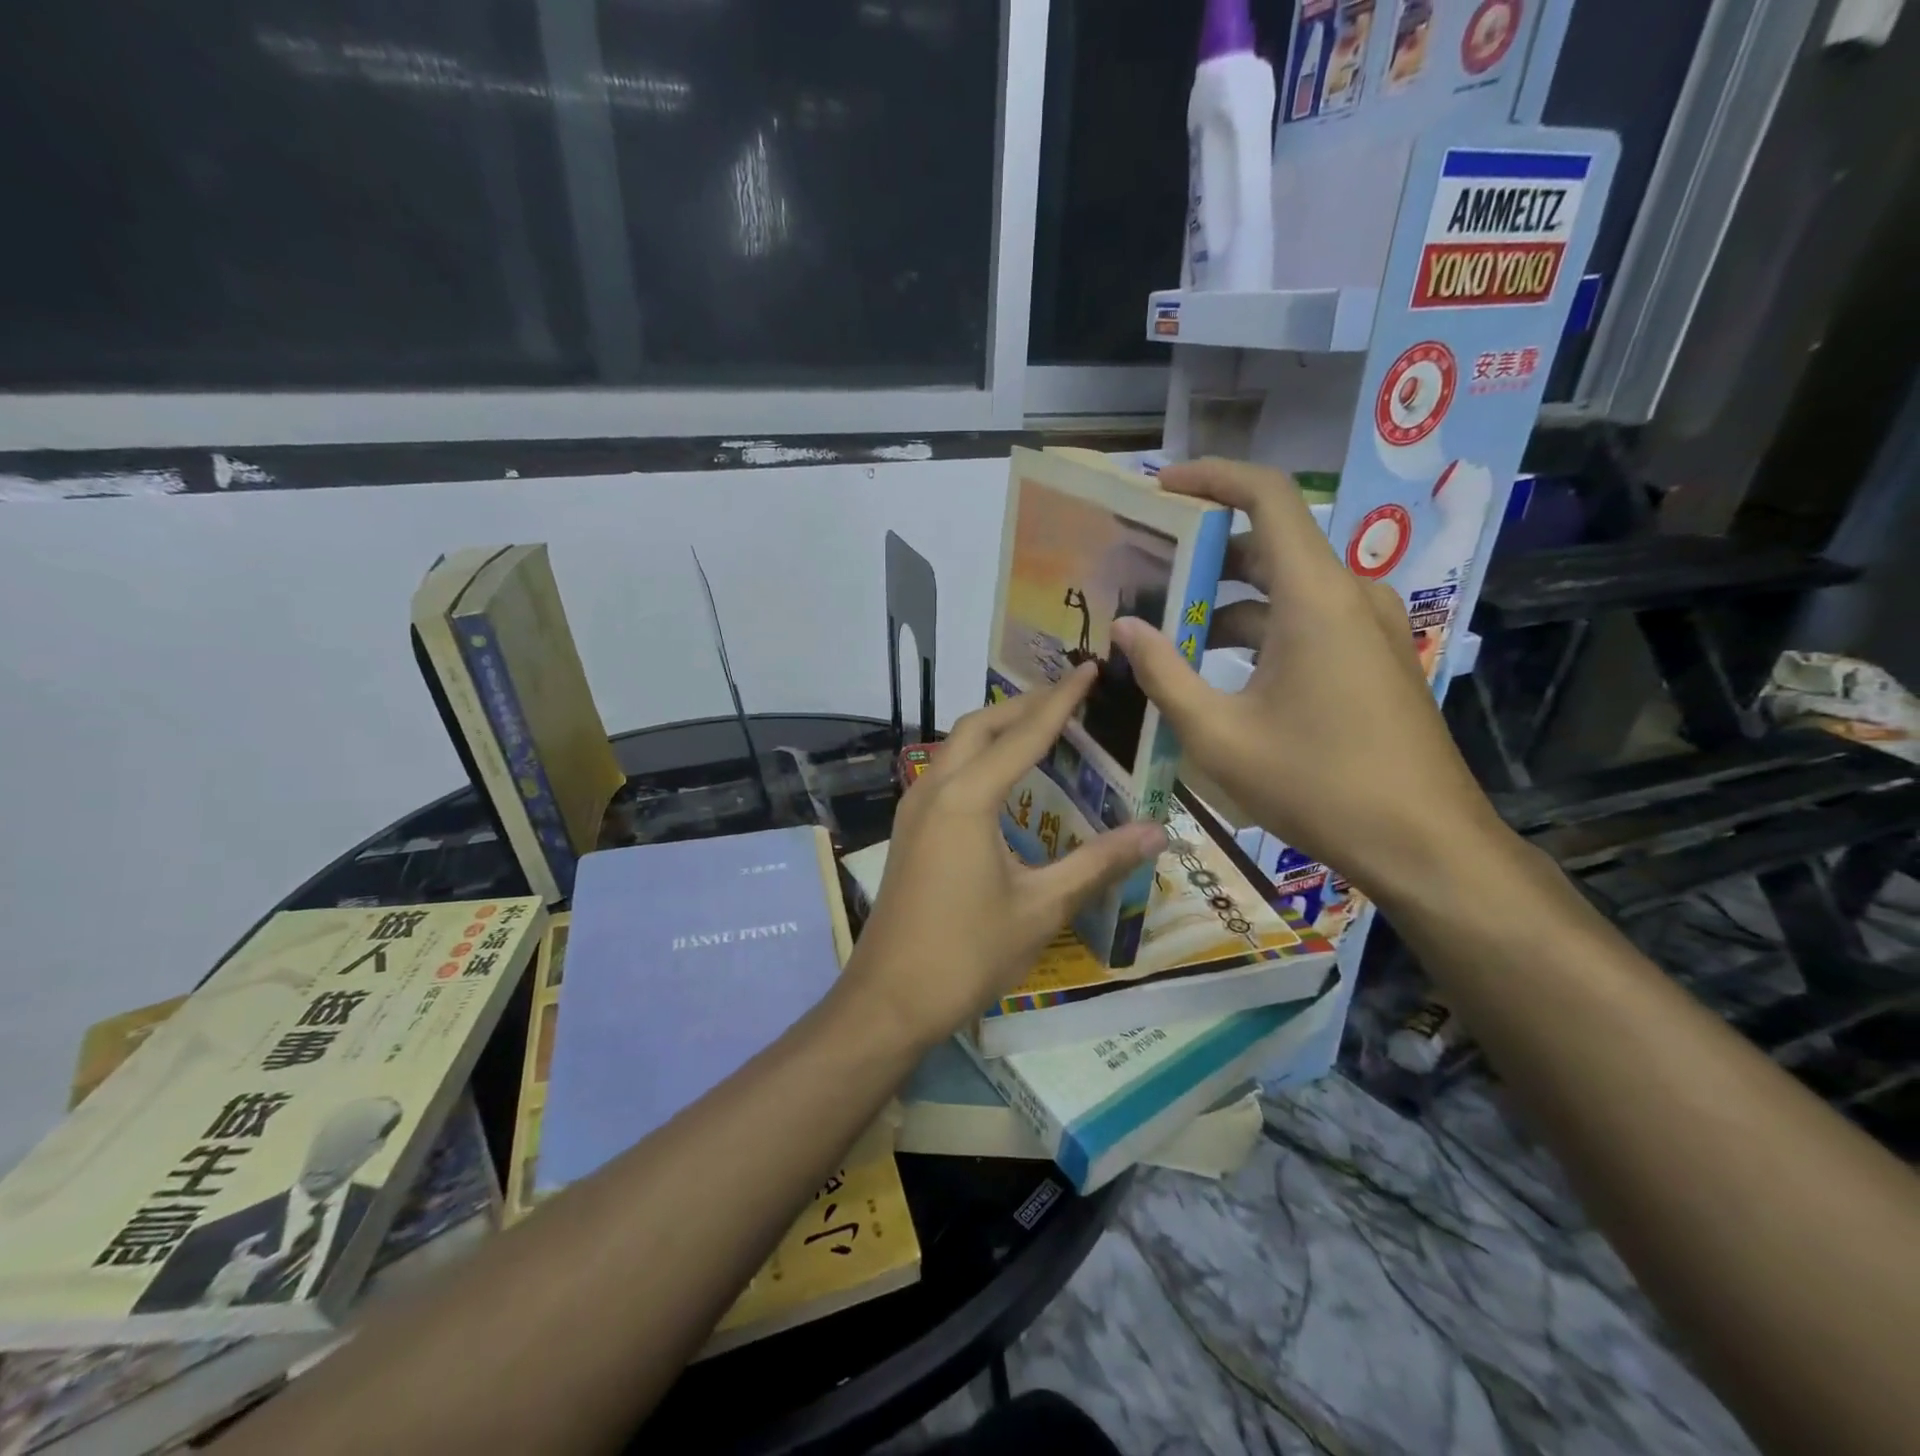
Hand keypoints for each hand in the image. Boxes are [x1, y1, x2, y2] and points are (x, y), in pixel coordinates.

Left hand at [843, 665, 1167, 1046]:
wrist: (890, 998)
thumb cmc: (968, 952)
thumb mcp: (1041, 907)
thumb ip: (1097, 863)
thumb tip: (1157, 831)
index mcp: (968, 799)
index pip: (1023, 734)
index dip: (1061, 702)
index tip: (1089, 670)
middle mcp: (935, 789)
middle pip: (979, 726)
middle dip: (1023, 706)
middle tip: (1068, 698)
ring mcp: (914, 809)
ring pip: (956, 746)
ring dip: (996, 729)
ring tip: (1039, 729)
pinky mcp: (909, 831)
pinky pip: (946, 772)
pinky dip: (978, 758)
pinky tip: (1002, 781)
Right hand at [1109, 458, 1504, 904]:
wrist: (1424, 845)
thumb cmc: (1317, 785)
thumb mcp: (1220, 734)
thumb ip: (1164, 674)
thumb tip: (1124, 627)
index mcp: (1315, 597)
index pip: (1266, 496)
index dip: (1212, 478)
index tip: (1160, 487)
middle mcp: (1349, 595)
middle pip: (1270, 545)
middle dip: (1204, 555)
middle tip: (1142, 574)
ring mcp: (1368, 628)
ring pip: (1285, 591)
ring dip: (1226, 603)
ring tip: (1166, 631)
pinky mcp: (1374, 659)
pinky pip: (1307, 623)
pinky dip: (1259, 632)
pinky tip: (1216, 672)